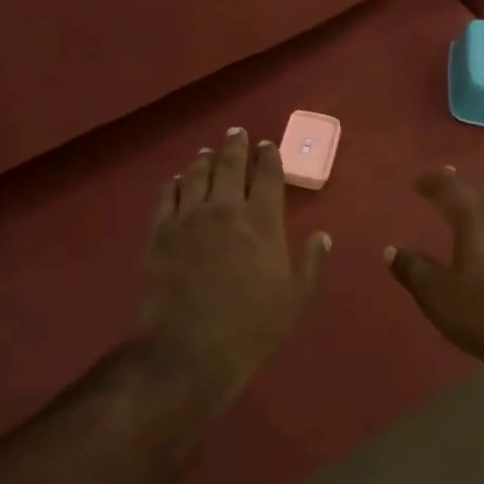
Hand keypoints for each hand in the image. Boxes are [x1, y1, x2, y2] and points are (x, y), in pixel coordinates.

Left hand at [139, 128, 330, 410]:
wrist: (189, 351)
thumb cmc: (250, 328)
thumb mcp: (294, 300)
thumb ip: (311, 263)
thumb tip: (322, 235)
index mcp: (262, 222)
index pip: (268, 176)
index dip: (269, 157)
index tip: (268, 146)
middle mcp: (226, 209)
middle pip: (230, 165)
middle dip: (236, 146)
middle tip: (237, 133)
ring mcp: (189, 218)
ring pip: (197, 174)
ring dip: (205, 159)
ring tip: (208, 152)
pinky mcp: (161, 231)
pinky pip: (168, 196)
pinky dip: (175, 183)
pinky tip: (177, 180)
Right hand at [384, 167, 483, 376]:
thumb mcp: (441, 298)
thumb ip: (414, 271)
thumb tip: (392, 251)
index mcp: (476, 218)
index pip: (449, 188)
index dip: (432, 182)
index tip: (418, 182)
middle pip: (480, 192)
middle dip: (460, 189)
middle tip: (445, 188)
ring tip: (475, 213)